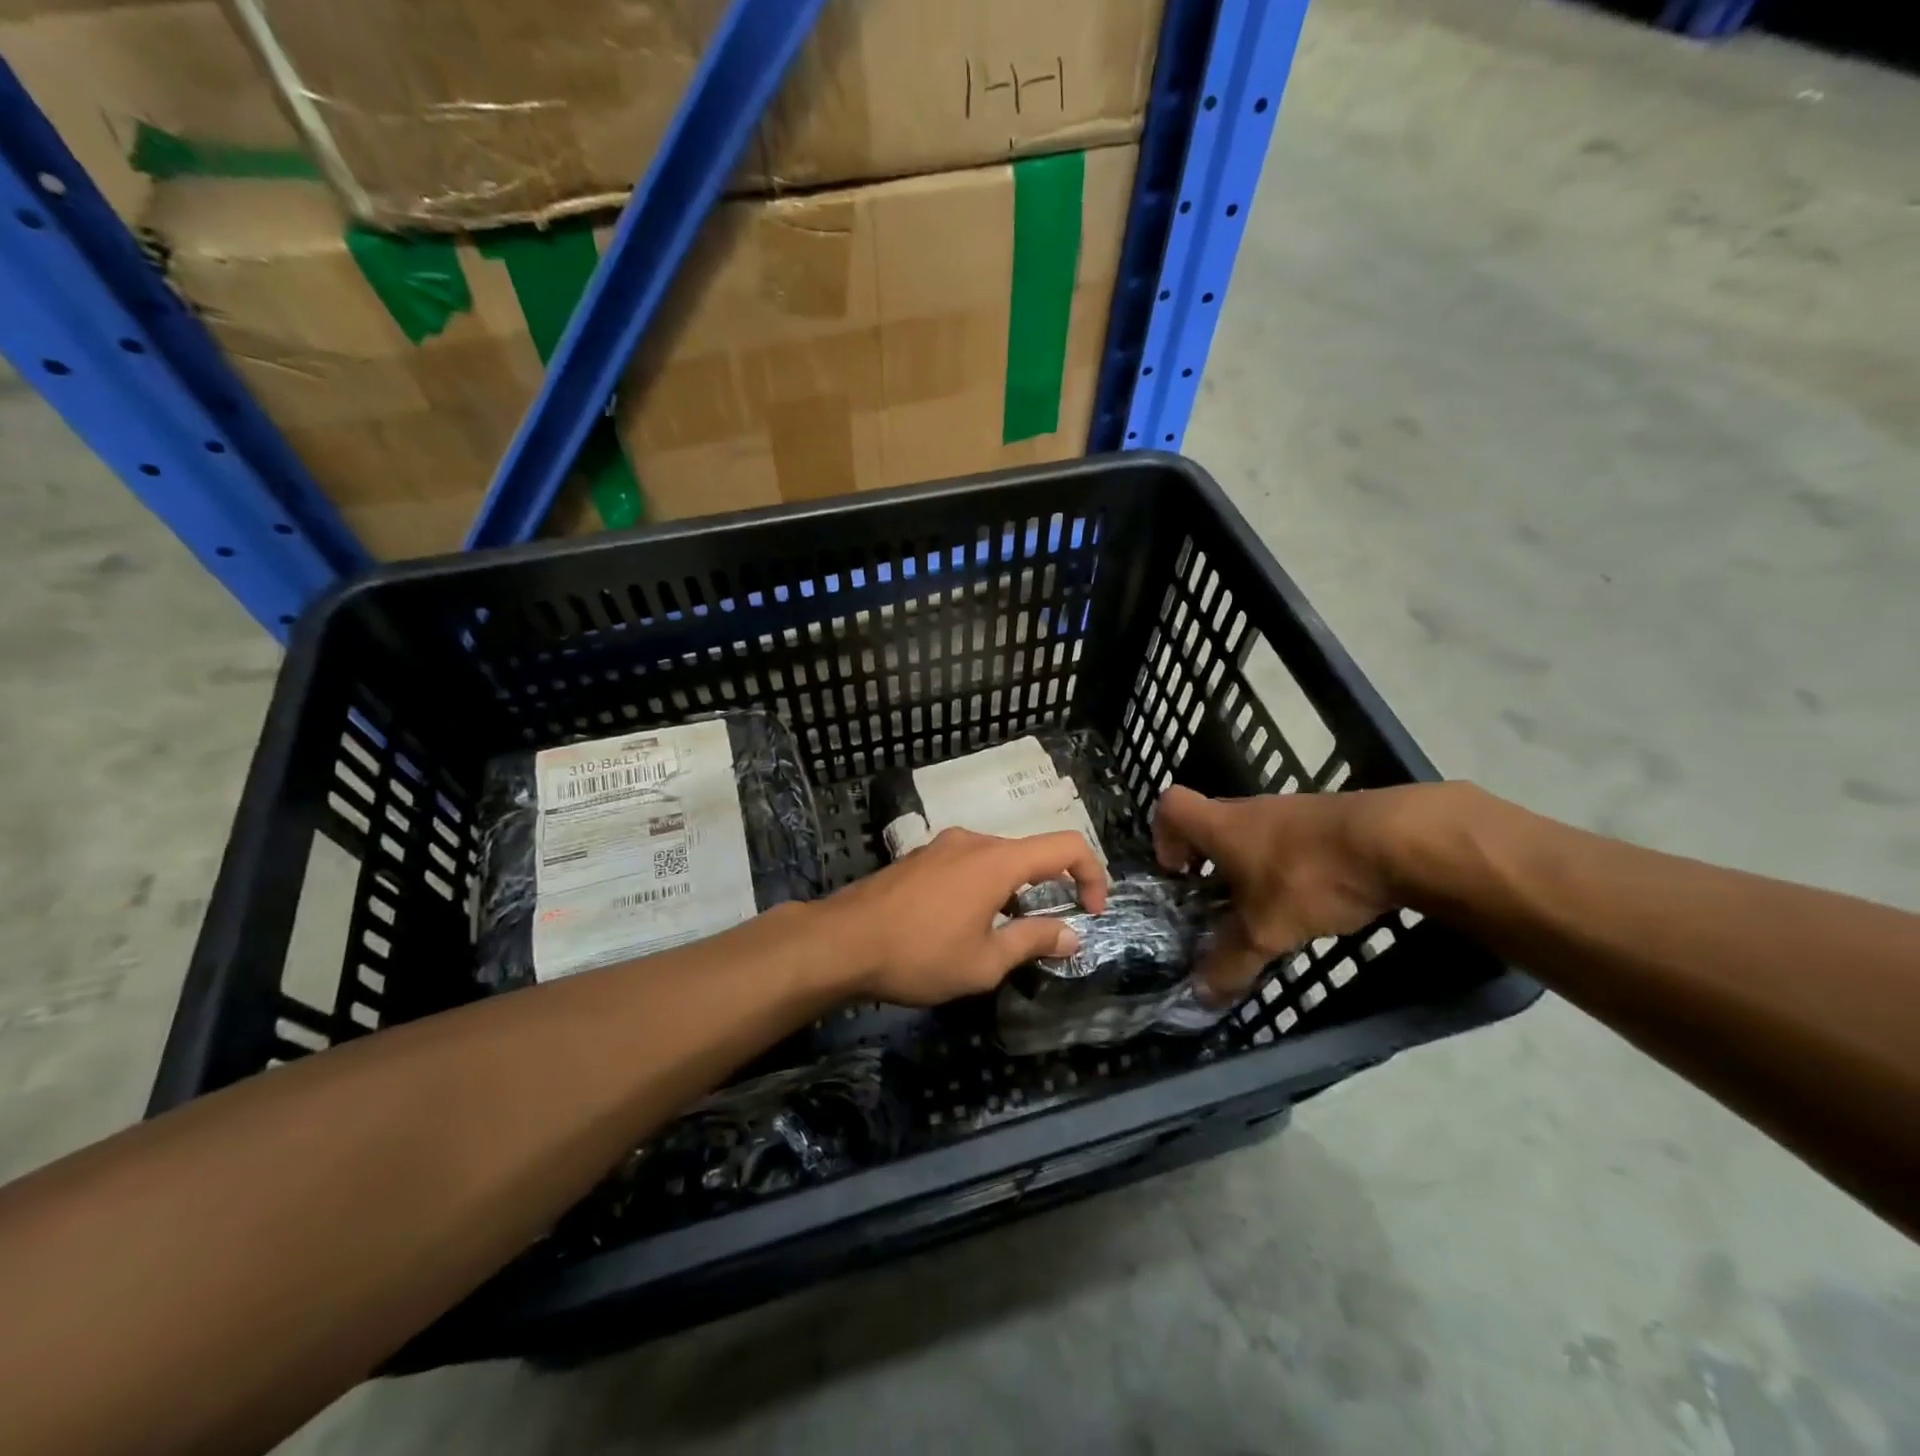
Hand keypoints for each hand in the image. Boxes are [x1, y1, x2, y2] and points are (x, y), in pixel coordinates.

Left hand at [823, 829, 1109, 1005]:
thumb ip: (1033, 942)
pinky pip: (967, 865)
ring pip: (996, 861)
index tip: (1091, 912)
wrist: (841, 941)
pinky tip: (962, 925)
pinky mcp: (919, 857)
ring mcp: (942, 845)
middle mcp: (973, 841)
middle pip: (1030, 854)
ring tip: (999, 937)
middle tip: (1045, 935)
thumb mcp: (985, 961)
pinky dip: (983, 888)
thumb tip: (1071, 935)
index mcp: (998, 860)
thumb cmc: (919, 954)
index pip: (1066, 846)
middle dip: (1050, 890)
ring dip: (1013, 893)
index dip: (1092, 875)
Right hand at [1152, 784, 1422, 1000]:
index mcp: (1221, 825)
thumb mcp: (1266, 930)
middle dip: (1210, 861)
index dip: (1163, 836)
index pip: (1171, 806)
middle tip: (1219, 902)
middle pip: (1213, 822)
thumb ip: (1231, 962)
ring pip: (1256, 833)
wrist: (1398, 841)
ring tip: (1269, 909)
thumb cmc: (1309, 876)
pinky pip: (1294, 840)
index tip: (1178, 874)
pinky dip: (1292, 866)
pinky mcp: (1330, 820)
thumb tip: (1201, 995)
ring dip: (1253, 865)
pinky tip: (1314, 900)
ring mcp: (1293, 810)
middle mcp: (1251, 810)